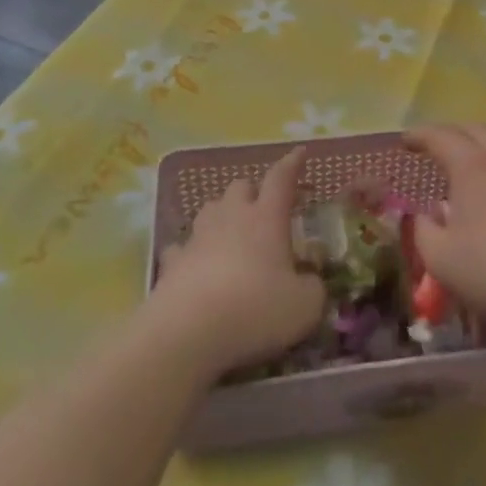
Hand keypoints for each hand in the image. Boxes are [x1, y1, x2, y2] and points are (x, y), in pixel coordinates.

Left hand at [150, 149, 326, 374]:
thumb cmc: (255, 309)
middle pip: (241, 186)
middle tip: (264, 210)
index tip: (299, 153)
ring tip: (231, 232)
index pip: (281, 178)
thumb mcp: (305, 306)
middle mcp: (232, 217)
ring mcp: (198, 237)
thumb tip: (310, 282)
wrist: (188, 332)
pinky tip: (196, 265)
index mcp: (267, 218)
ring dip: (222, 214)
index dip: (292, 164)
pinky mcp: (172, 262)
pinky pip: (183, 247)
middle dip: (253, 192)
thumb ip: (313, 288)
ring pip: (210, 209)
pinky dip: (191, 251)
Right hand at [404, 124, 485, 330]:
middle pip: (474, 130)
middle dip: (450, 134)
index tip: (404, 140)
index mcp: (472, 165)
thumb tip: (423, 216)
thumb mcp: (441, 259)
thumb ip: (423, 231)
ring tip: (465, 169)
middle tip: (433, 148)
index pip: (440, 136)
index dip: (419, 135)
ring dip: (478, 148)